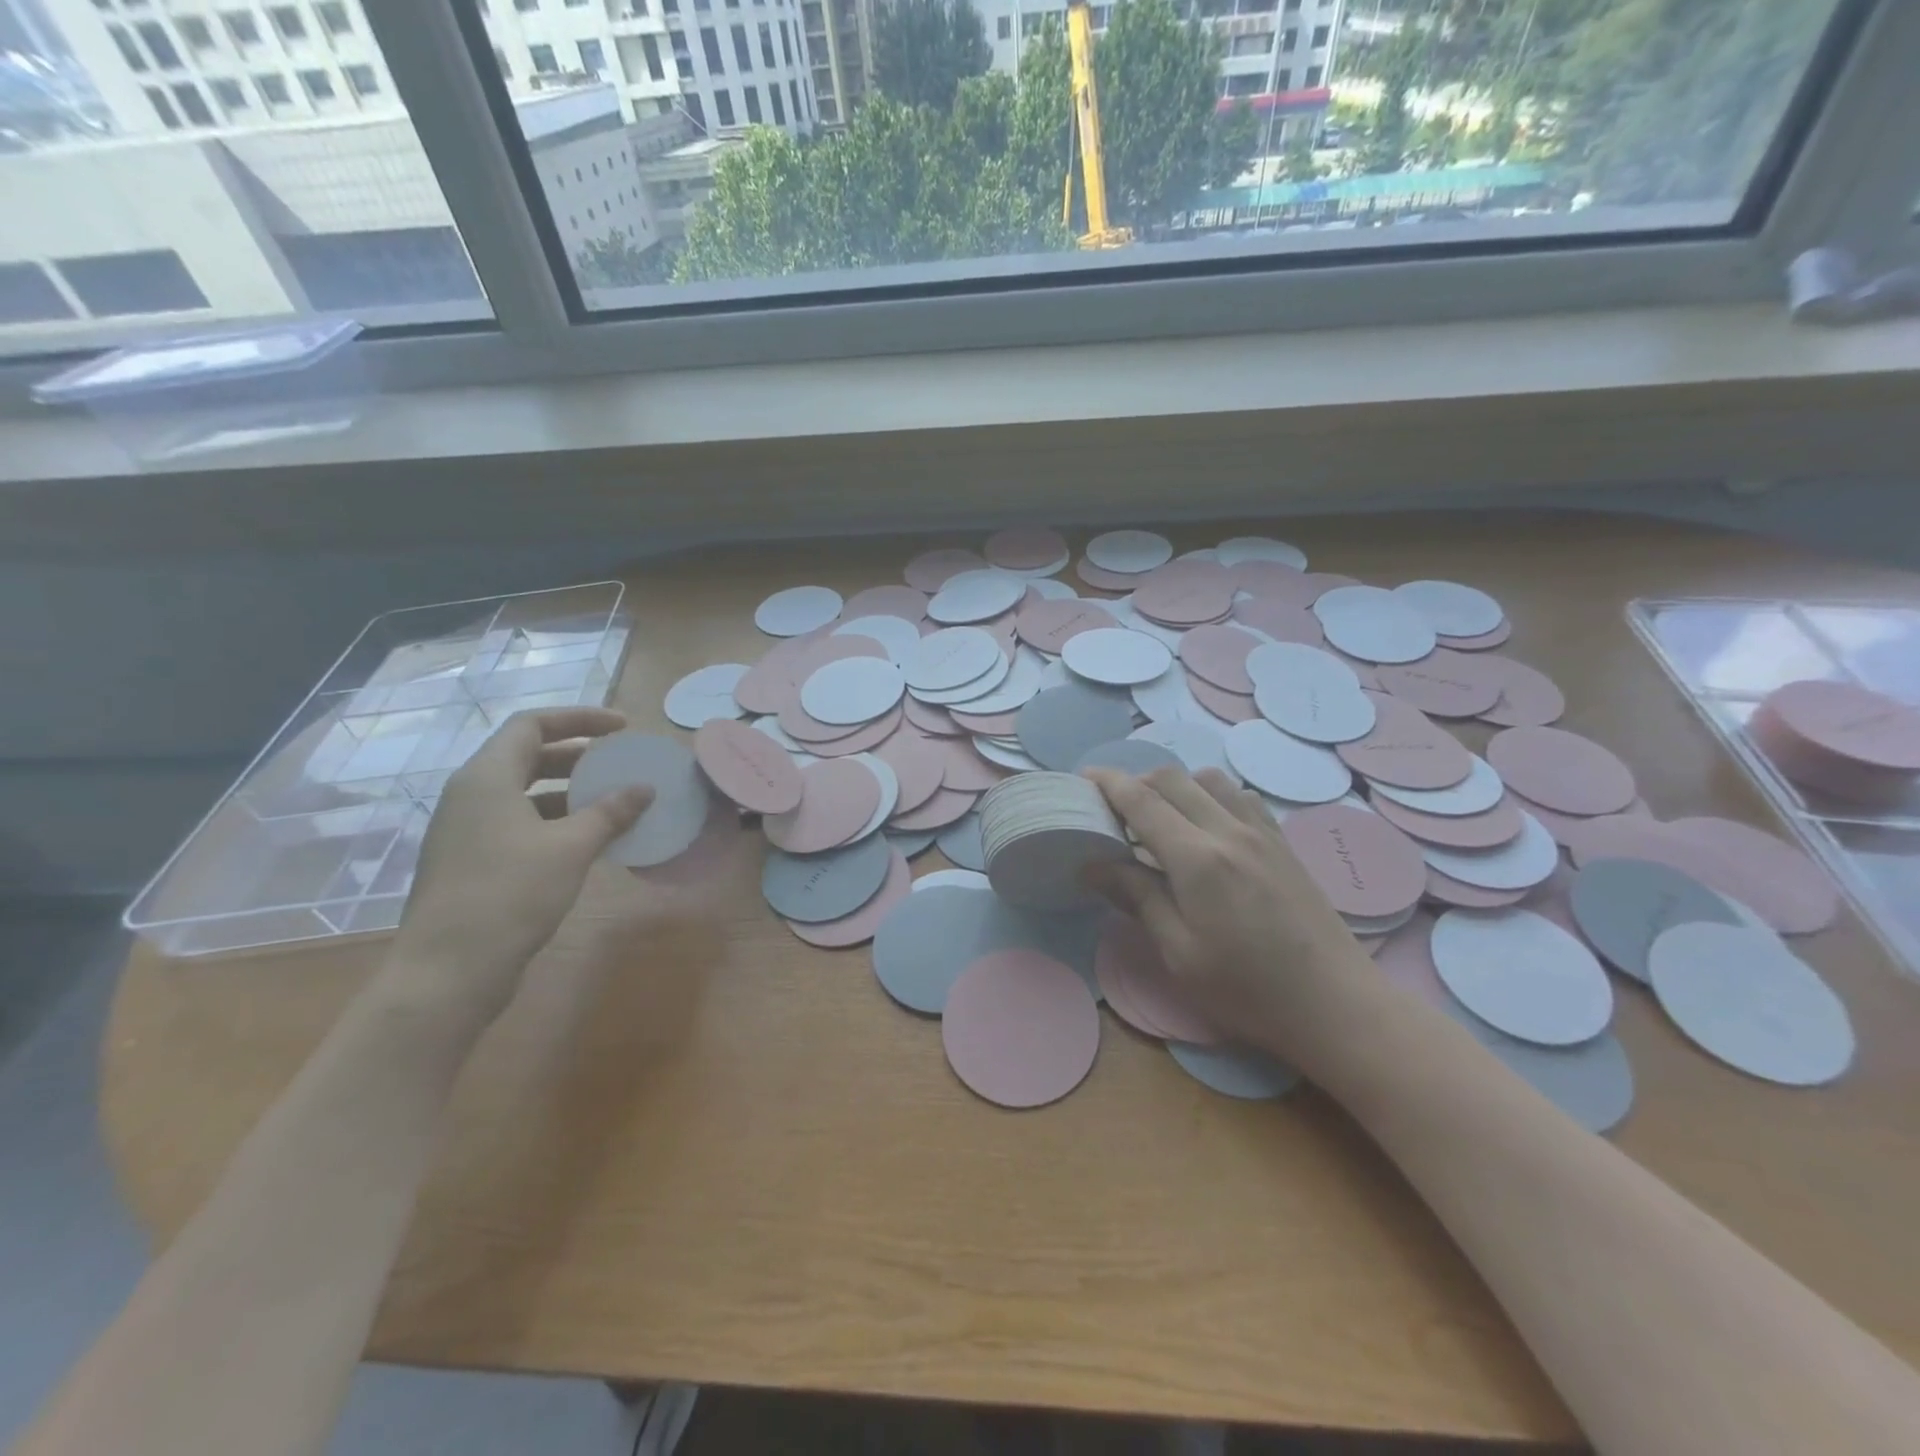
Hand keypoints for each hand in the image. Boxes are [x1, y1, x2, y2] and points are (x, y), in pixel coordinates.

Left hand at [391, 707, 651, 1027]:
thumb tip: (644, 788)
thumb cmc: (510, 895)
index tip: (621, 728)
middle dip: (577, 754)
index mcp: (486, 778)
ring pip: (524, 792)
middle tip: (619, 763)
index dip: (579, 718)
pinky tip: (589, 840)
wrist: (448, 970)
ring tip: (612, 802)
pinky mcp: (473, 860)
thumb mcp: (570, 848)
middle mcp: (471, 795)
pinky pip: (519, 822)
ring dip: (569, 790)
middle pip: (527, 755)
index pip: (532, 725)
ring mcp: (468, 830)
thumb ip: (609, 812)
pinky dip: (556, 820)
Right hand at [1082, 767, 1375, 1078]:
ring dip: (1174, 785)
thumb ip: (1137, 898)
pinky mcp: (1282, 842)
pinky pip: (1240, 796)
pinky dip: (1210, 795)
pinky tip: (1206, 826)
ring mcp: (1262, 832)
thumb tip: (1094, 864)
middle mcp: (1229, 830)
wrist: (1336, 1006)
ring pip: (1208, 778)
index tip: (1082, 780)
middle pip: (1172, 778)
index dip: (1108, 784)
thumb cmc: (1248, 990)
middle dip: (1135, 781)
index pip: (1142, 801)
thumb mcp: (1179, 953)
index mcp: (1198, 859)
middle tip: (1111, 807)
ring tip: (1158, 816)